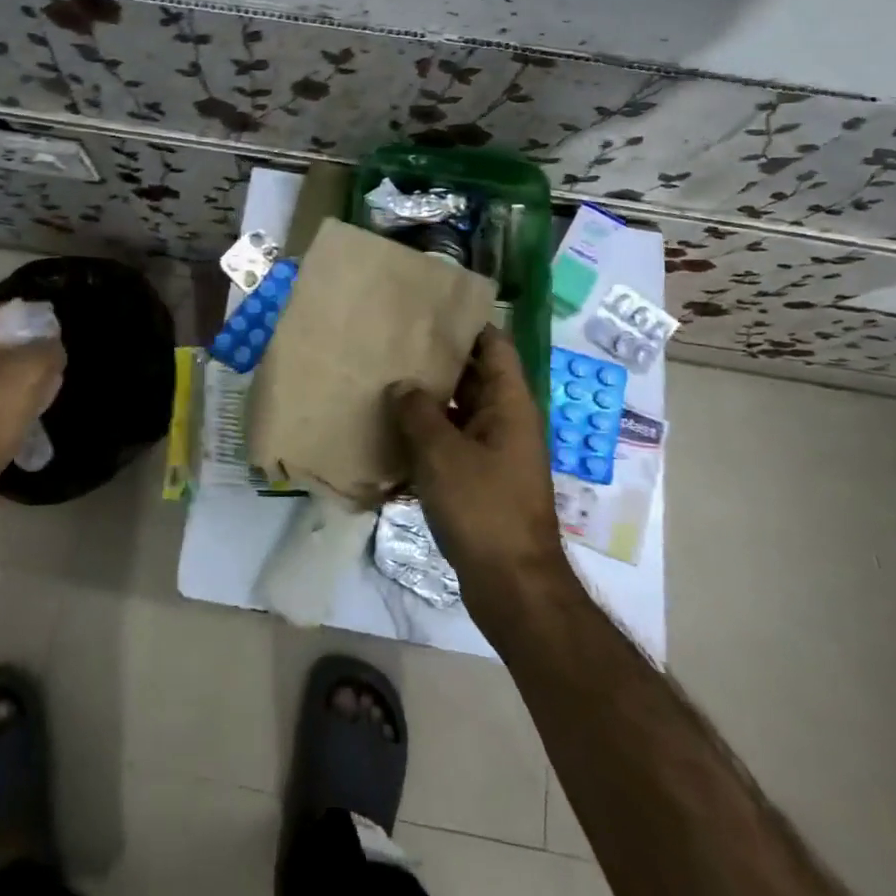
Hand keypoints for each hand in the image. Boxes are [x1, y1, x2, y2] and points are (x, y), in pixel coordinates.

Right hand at [387, 328, 563, 600]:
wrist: (512, 586)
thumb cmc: (482, 508)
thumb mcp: (442, 453)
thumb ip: (417, 411)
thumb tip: (402, 386)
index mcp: (509, 403)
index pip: (493, 344)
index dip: (466, 323)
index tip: (428, 309)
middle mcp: (506, 421)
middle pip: (472, 376)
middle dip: (436, 360)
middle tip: (392, 343)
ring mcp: (495, 453)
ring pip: (458, 411)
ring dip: (426, 401)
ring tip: (383, 382)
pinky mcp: (481, 481)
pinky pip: (452, 444)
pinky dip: (426, 437)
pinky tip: (390, 435)